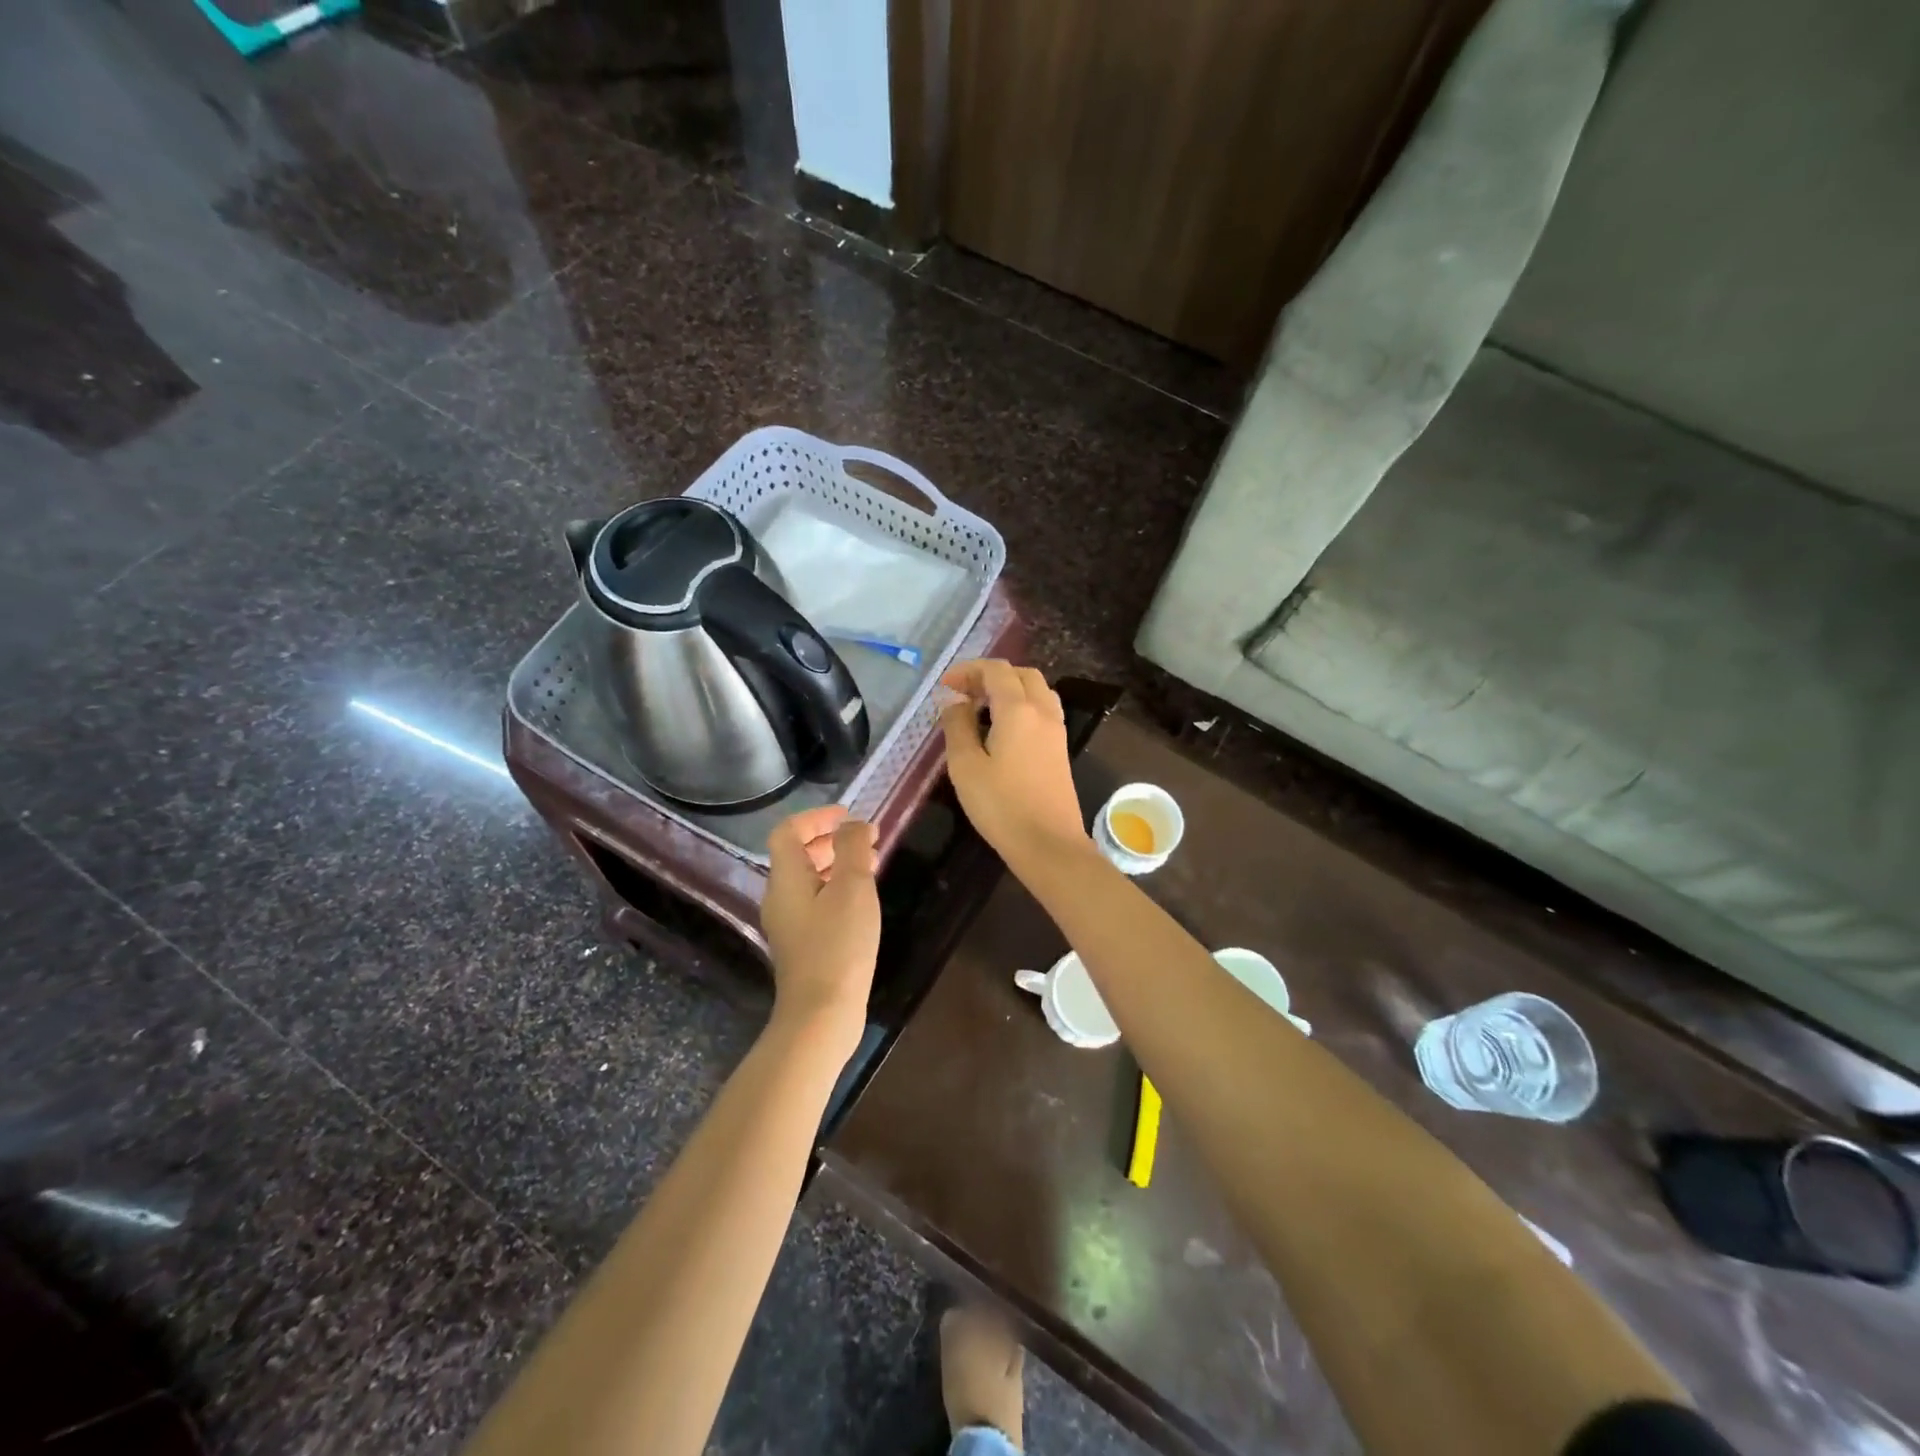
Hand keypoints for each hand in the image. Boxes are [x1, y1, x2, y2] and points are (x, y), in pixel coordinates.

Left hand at [761, 805, 879, 1056]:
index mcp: (786, 879)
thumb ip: (853, 848)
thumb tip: (854, 825)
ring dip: (835, 865)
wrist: (822, 1014)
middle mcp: (779, 898)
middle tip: (865, 840)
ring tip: (870, 865)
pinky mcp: (802, 945)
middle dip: (829, 840)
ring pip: (808, 880)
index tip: (848, 816)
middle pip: (796, 856)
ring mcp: (788, 924)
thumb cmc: (838, 944)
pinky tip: (861, 901)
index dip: (816, 817)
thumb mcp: (852, 887)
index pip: (788, 832)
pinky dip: (836, 889)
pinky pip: (815, 902)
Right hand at [938, 660, 1087, 867]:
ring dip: (1009, 689)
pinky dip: (1022, 706)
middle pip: (1021, 674)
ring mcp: (1056, 730)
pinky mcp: (1060, 749)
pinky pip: (1042, 710)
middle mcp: (1042, 712)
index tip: (946, 686)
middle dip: (990, 676)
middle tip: (963, 694)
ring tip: (982, 709)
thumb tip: (954, 701)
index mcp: (1018, 710)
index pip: (996, 670)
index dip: (969, 670)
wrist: (1048, 844)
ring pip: (1036, 690)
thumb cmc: (1001, 806)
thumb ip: (957, 726)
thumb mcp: (966, 766)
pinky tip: (1003, 729)